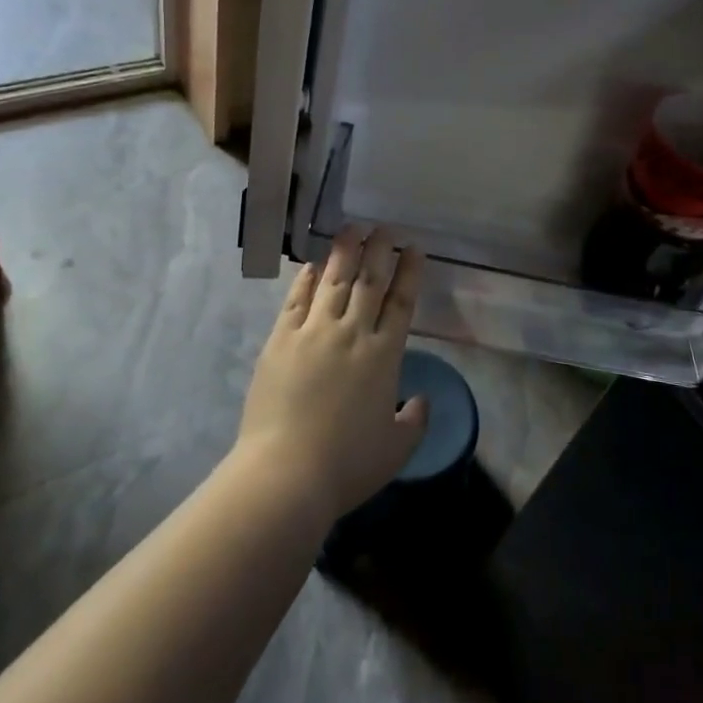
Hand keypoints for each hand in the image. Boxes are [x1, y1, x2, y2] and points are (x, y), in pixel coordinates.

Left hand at [236, 227, 428, 523]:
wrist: (285, 475)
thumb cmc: (347, 465)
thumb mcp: (395, 449)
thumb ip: (414, 421)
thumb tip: (421, 399)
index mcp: (384, 356)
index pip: (401, 302)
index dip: (410, 272)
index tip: (414, 249)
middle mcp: (352, 334)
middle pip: (369, 281)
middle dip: (380, 250)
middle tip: (386, 228)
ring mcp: (313, 333)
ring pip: (334, 281)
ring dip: (345, 252)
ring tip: (353, 228)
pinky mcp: (280, 341)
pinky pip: (297, 300)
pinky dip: (308, 280)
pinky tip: (314, 265)